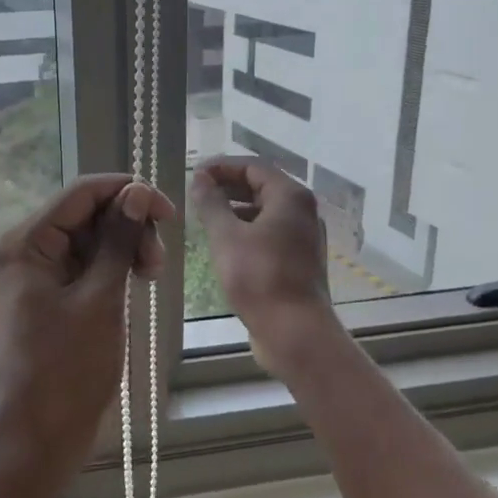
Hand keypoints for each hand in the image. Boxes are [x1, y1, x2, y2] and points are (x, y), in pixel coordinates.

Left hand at [0, 174, 176, 493]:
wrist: (33, 440)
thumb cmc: (65, 370)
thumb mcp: (99, 300)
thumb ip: (118, 241)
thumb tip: (137, 191)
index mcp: (27, 242)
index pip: (82, 192)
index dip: (128, 192)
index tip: (170, 213)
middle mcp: (27, 251)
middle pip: (87, 215)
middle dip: (128, 228)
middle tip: (157, 264)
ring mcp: (37, 278)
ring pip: (90, 242)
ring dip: (124, 251)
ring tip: (151, 277)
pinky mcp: (50, 301)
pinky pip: (85, 270)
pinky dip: (112, 272)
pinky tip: (134, 287)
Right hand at [190, 156, 342, 375]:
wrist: (294, 331)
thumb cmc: (259, 277)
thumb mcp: (226, 236)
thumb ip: (211, 203)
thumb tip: (200, 178)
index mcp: (290, 197)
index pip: (253, 166)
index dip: (222, 167)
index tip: (194, 173)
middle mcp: (303, 211)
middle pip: (262, 187)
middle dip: (228, 186)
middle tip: (197, 191)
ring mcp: (303, 237)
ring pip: (266, 211)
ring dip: (236, 208)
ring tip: (206, 216)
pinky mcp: (298, 260)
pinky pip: (269, 233)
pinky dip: (247, 229)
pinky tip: (225, 243)